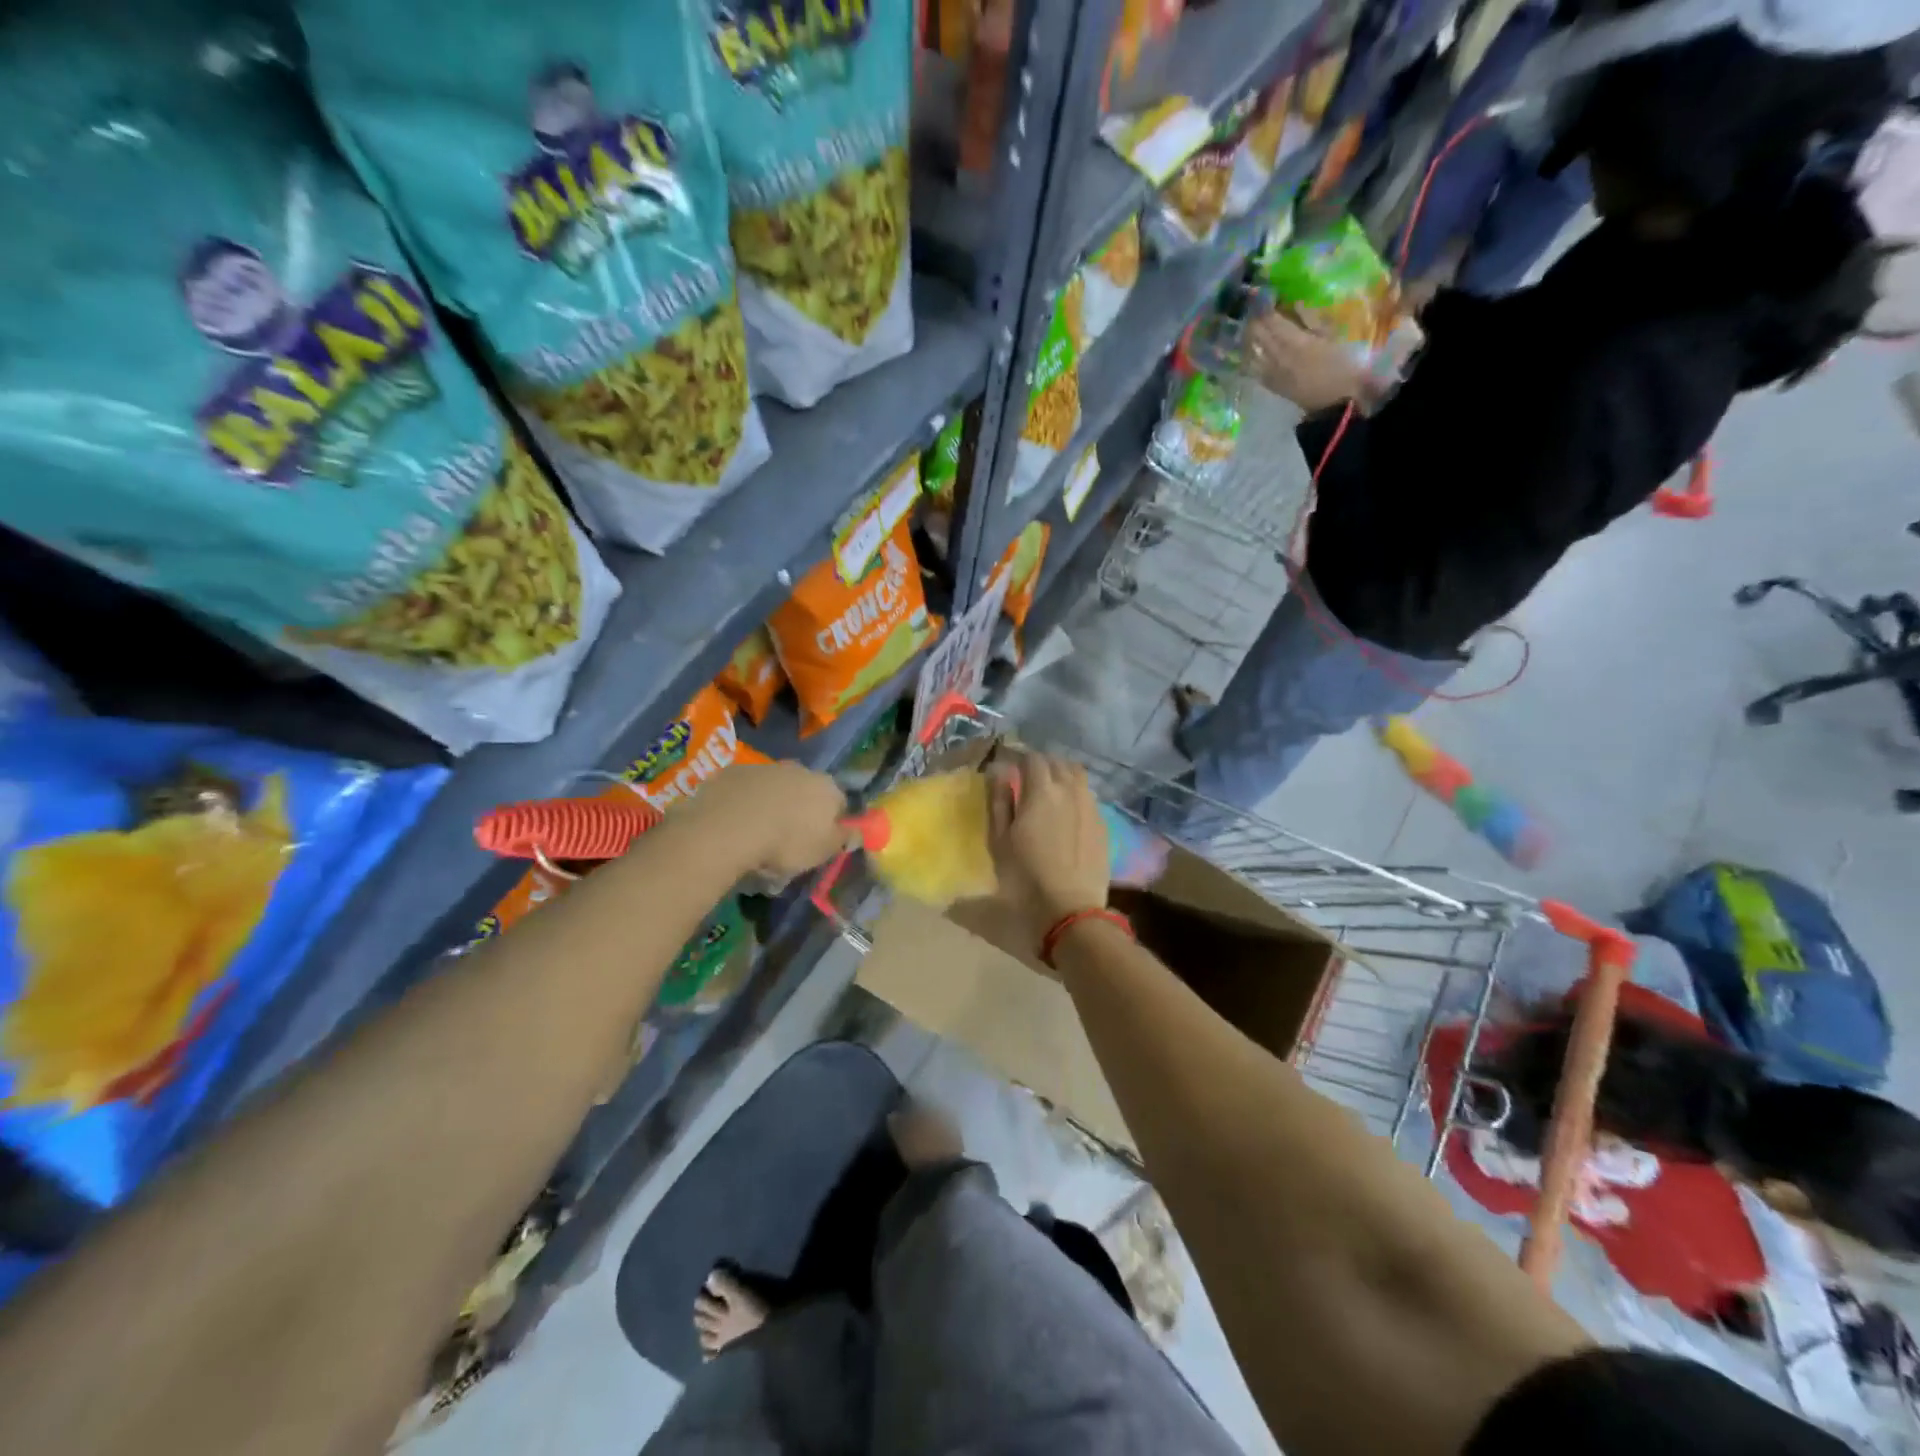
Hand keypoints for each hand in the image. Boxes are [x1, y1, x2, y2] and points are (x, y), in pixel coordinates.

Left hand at [678, 761, 847, 880]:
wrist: (729, 827)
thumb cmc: (786, 842)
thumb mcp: (822, 851)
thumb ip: (843, 839)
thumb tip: (856, 833)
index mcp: (827, 787)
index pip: (840, 803)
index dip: (832, 823)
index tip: (820, 842)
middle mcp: (800, 770)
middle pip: (807, 791)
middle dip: (801, 809)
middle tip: (788, 838)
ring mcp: (766, 767)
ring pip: (776, 787)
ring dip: (772, 803)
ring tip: (758, 832)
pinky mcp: (734, 771)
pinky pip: (746, 788)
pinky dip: (745, 801)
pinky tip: (735, 822)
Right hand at [985, 750, 1109, 958]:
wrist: (1070, 911)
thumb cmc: (1024, 878)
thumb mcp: (999, 841)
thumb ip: (999, 801)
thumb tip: (998, 771)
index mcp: (1041, 792)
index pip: (1032, 758)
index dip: (1018, 757)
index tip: (1007, 766)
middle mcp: (1070, 791)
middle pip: (1058, 762)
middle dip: (1040, 763)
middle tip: (1025, 776)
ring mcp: (1091, 807)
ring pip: (1077, 776)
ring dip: (1061, 775)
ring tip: (1048, 789)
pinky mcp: (1102, 824)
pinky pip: (1088, 796)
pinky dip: (1074, 793)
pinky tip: (1066, 811)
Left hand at [1244, 310, 1372, 413]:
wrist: (1334, 403)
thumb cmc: (1341, 366)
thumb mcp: (1331, 337)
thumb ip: (1311, 319)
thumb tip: (1295, 303)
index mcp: (1293, 341)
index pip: (1269, 319)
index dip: (1263, 304)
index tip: (1262, 292)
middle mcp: (1275, 356)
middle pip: (1255, 333)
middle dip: (1252, 318)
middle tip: (1255, 306)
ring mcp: (1268, 372)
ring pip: (1249, 350)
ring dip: (1247, 336)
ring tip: (1250, 325)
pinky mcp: (1268, 383)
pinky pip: (1251, 367)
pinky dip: (1248, 355)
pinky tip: (1249, 349)